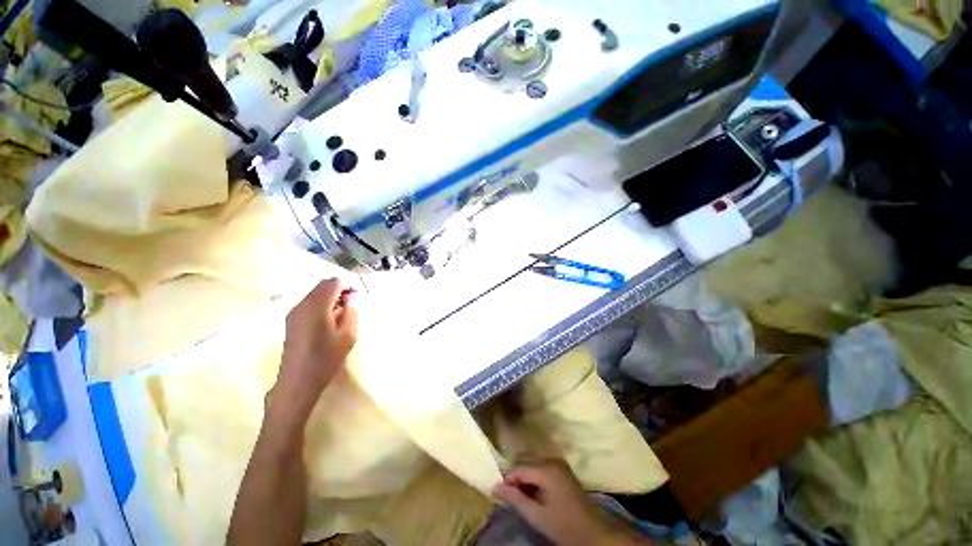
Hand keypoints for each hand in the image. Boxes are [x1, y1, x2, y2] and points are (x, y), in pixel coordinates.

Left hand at [273, 278, 358, 416]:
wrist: (297, 382)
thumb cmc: (325, 358)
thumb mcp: (348, 335)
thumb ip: (352, 311)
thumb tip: (354, 297)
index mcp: (317, 306)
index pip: (334, 282)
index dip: (349, 285)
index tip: (359, 297)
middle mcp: (302, 304)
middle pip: (323, 285)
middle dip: (341, 289)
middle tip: (354, 303)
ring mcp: (294, 312)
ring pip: (316, 294)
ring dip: (332, 297)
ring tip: (344, 313)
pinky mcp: (291, 321)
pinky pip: (309, 303)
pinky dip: (323, 304)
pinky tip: (330, 320)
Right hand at [493, 458, 635, 545]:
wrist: (594, 531)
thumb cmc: (564, 525)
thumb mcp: (537, 516)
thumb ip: (516, 499)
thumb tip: (494, 486)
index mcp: (546, 470)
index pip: (517, 467)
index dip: (507, 480)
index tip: (502, 495)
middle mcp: (551, 459)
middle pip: (524, 459)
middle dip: (515, 474)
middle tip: (512, 495)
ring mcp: (558, 461)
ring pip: (531, 460)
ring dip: (523, 473)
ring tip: (523, 494)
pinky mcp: (561, 467)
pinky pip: (540, 463)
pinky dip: (533, 473)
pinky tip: (534, 490)